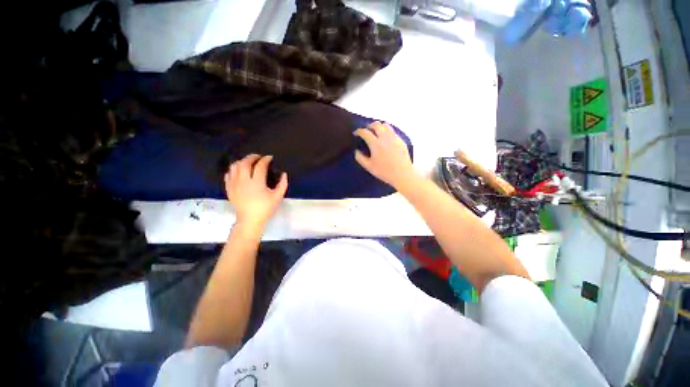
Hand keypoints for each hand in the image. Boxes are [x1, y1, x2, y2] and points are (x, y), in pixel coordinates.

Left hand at [225, 154, 287, 230]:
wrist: (249, 220)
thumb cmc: (265, 209)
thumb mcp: (277, 197)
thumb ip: (282, 184)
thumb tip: (284, 174)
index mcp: (257, 183)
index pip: (260, 166)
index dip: (265, 160)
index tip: (270, 158)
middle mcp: (244, 181)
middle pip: (245, 163)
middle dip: (252, 157)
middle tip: (259, 157)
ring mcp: (234, 184)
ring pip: (235, 166)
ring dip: (242, 161)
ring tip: (249, 162)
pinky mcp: (229, 188)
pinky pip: (228, 173)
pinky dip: (234, 169)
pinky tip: (239, 170)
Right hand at [354, 122, 418, 190]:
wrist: (402, 174)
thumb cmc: (384, 171)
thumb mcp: (369, 167)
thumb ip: (360, 158)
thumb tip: (356, 151)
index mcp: (375, 144)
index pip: (365, 132)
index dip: (359, 131)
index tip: (356, 133)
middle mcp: (385, 137)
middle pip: (376, 125)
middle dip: (369, 125)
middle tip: (367, 130)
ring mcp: (394, 138)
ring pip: (386, 126)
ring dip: (379, 126)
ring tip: (376, 131)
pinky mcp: (401, 140)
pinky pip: (392, 131)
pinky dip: (387, 131)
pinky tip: (386, 137)